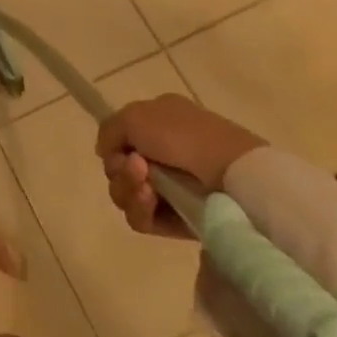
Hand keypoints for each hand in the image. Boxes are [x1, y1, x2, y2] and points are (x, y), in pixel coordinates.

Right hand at [95, 94, 265, 237]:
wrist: (231, 174)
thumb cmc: (182, 135)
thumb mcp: (134, 115)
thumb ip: (109, 130)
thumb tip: (105, 153)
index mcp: (158, 122)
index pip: (121, 139)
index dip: (114, 146)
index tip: (120, 150)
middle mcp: (163, 154)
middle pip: (119, 168)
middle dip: (120, 171)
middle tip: (136, 169)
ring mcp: (173, 188)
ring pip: (127, 193)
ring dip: (128, 189)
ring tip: (146, 188)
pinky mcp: (180, 221)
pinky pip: (143, 219)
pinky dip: (140, 209)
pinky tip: (150, 200)